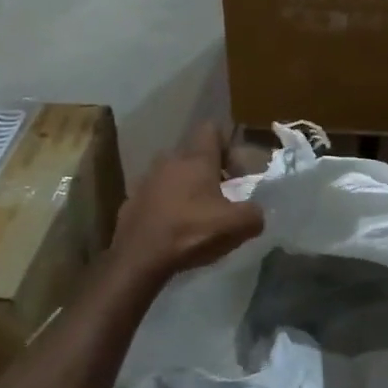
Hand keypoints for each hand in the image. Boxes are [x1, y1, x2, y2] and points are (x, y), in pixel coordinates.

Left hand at [111, 124, 264, 279]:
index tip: (236, 173)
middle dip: (209, 171)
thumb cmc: (190, 232)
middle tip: (221, 197)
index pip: (212, 129)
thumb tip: (255, 212)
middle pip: (194, 154)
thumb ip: (254, 214)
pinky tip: (174, 229)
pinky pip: (156, 195)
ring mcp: (146, 180)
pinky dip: (168, 206)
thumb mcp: (237, 226)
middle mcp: (169, 161)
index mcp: (196, 159)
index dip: (228, 147)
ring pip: (173, 174)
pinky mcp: (132, 201)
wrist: (138, 258)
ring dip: (187, 188)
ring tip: (197, 215)